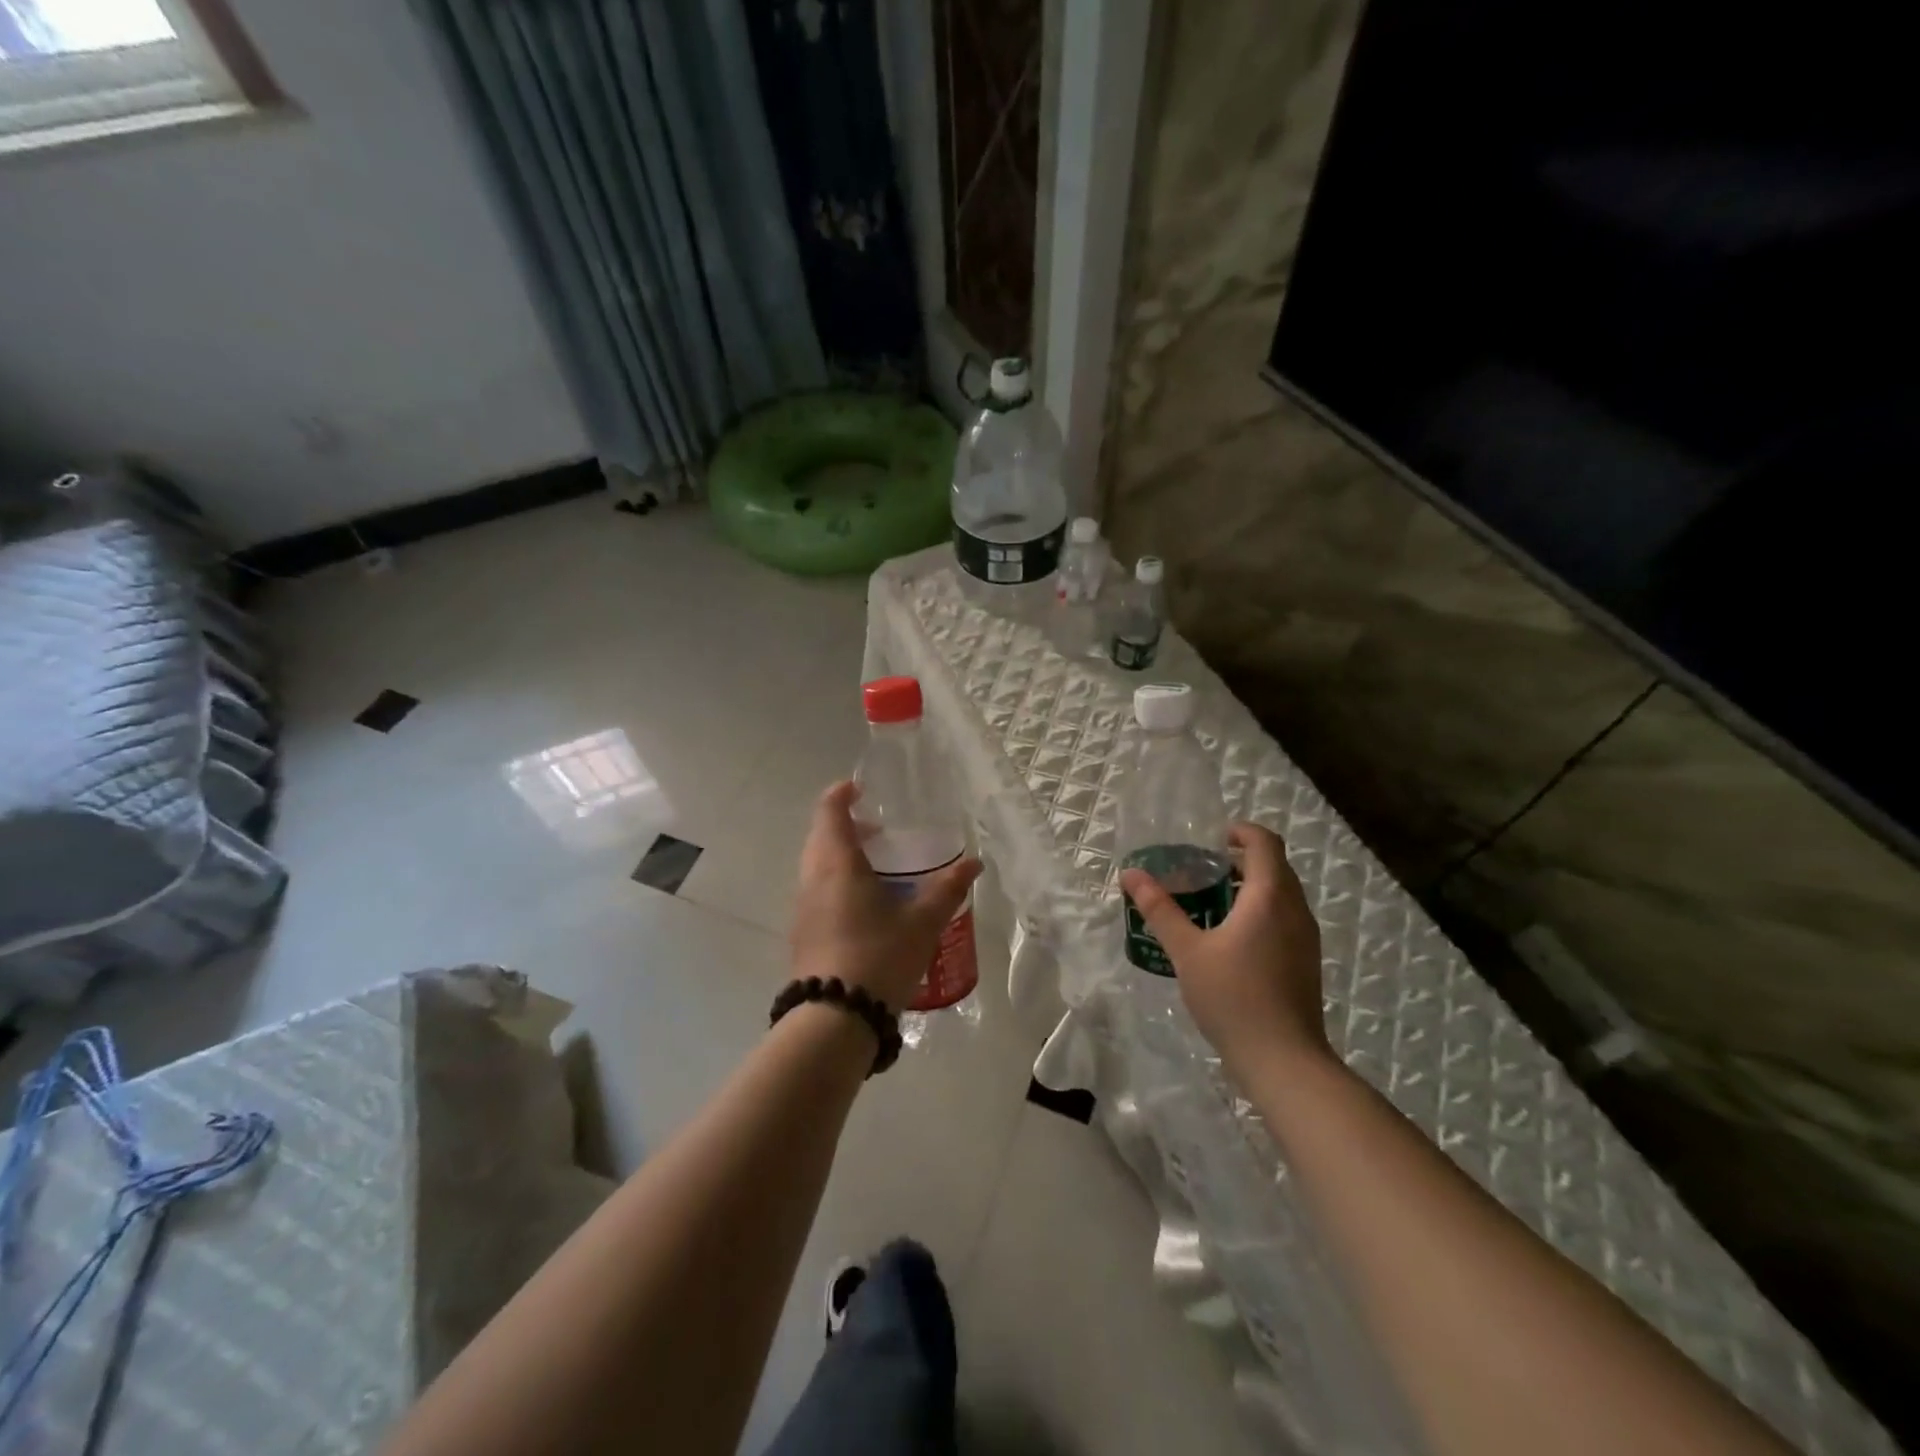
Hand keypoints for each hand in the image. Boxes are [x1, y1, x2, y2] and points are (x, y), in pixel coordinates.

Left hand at [790, 780, 981, 1010]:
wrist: (834, 1019)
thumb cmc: (879, 957)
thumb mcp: (922, 922)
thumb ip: (948, 888)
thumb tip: (973, 863)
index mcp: (836, 864)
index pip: (829, 811)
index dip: (842, 794)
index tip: (862, 789)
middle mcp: (812, 879)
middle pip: (822, 837)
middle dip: (849, 827)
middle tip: (882, 833)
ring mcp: (802, 908)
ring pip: (818, 866)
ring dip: (843, 857)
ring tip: (881, 872)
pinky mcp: (802, 934)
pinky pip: (818, 892)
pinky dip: (838, 883)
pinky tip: (868, 908)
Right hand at [1119, 823, 1328, 1073]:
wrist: (1284, 1060)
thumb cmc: (1233, 997)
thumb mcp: (1187, 951)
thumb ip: (1160, 909)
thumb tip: (1131, 874)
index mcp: (1270, 897)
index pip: (1265, 842)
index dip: (1240, 831)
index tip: (1211, 840)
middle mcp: (1295, 910)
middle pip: (1274, 866)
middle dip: (1239, 861)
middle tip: (1200, 871)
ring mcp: (1306, 937)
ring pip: (1281, 894)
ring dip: (1250, 888)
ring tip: (1209, 903)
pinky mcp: (1305, 961)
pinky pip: (1284, 918)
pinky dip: (1260, 912)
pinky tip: (1228, 940)